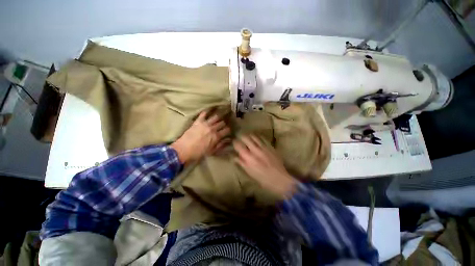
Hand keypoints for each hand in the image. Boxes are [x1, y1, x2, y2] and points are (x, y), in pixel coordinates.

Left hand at [171, 111, 230, 163]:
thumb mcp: (212, 151)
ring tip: (217, 119)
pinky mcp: (198, 121)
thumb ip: (221, 145)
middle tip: (222, 126)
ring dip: (218, 118)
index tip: (227, 131)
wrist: (184, 150)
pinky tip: (208, 112)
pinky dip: (206, 112)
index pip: (227, 130)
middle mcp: (212, 128)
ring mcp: (205, 123)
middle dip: (224, 124)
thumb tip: (228, 140)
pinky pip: (203, 114)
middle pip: (222, 123)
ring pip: (215, 117)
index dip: (228, 130)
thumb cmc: (199, 152)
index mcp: (216, 136)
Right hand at [233, 135, 296, 197]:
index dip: (235, 142)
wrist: (279, 179)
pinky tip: (257, 139)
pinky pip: (262, 138)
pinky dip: (258, 137)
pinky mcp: (270, 146)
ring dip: (249, 136)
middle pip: (245, 137)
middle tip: (241, 140)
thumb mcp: (250, 172)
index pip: (238, 144)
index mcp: (248, 157)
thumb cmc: (263, 178)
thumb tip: (234, 156)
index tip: (235, 143)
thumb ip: (241, 163)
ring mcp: (263, 147)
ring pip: (254, 136)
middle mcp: (255, 150)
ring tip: (248, 138)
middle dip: (241, 137)